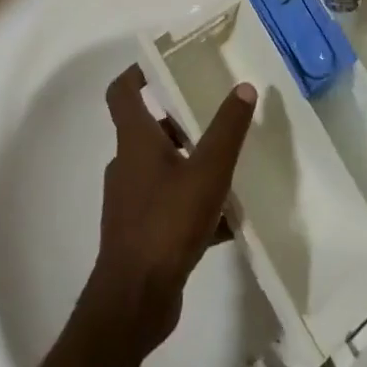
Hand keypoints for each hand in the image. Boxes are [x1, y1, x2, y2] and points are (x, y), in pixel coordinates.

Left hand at [87, 66, 256, 354]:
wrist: (134, 302)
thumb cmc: (167, 224)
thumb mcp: (208, 171)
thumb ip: (227, 129)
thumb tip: (244, 87)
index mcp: (135, 141)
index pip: (123, 92)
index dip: (139, 72)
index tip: (167, 64)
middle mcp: (127, 164)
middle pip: (150, 128)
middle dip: (182, 120)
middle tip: (217, 116)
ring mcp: (130, 201)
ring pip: (163, 167)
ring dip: (191, 163)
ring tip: (230, 167)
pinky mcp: (139, 232)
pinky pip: (169, 204)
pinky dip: (193, 203)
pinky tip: (226, 219)